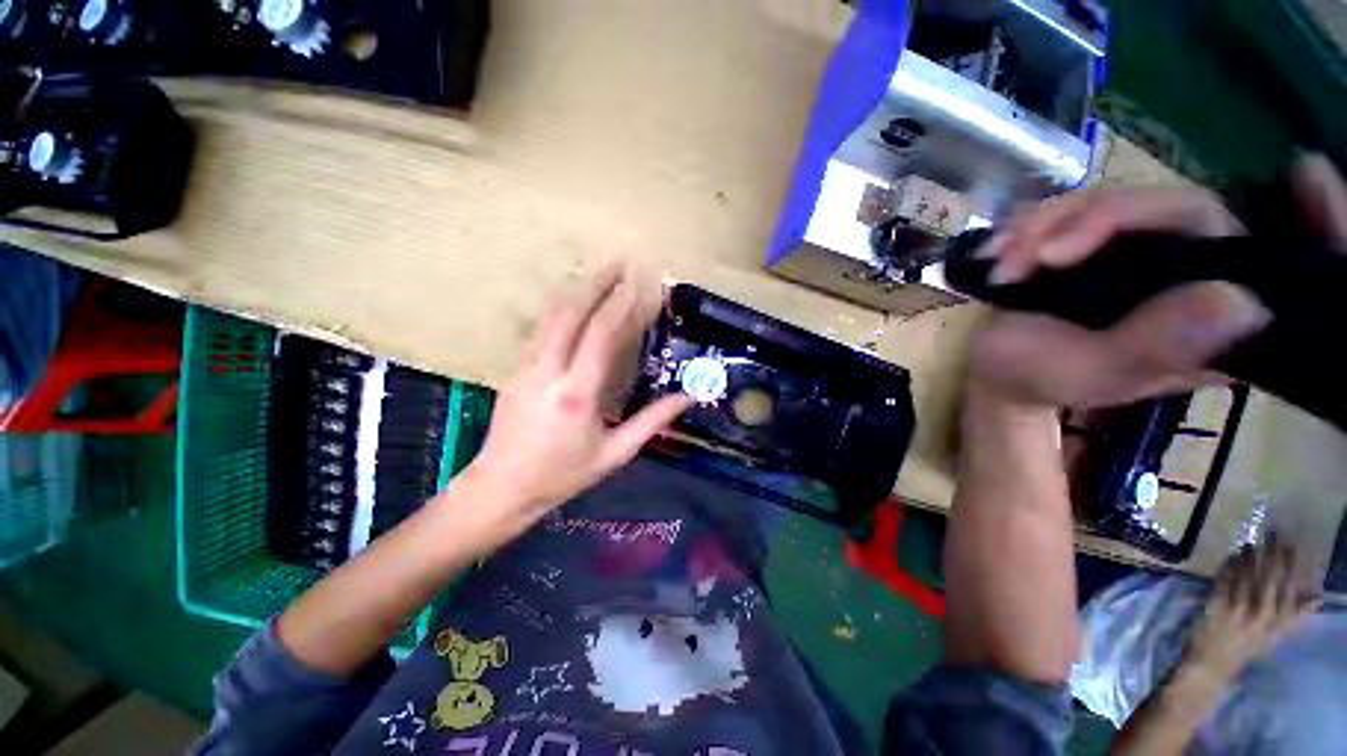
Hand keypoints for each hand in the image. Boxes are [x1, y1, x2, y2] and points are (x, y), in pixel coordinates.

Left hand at [460, 264, 691, 523]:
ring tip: (599, 276)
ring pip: (550, 317)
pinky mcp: (515, 370)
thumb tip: (688, 397)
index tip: (639, 283)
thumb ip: (652, 421)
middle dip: (596, 284)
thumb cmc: (562, 475)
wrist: (501, 487)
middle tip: (619, 263)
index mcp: (576, 393)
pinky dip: (562, 311)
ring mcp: (525, 368)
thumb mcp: (615, 453)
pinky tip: (575, 307)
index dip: (621, 304)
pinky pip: (542, 331)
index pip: (601, 335)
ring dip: (577, 292)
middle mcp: (547, 372)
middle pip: (570, 313)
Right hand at [969, 155, 1346, 408]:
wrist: (994, 368)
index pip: (1267, 256)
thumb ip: (1157, 345)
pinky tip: (997, 249)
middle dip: (1092, 222)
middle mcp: (1188, 275)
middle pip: (1170, 208)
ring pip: (1112, 200)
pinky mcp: (1096, 241)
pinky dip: (1028, 223)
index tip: (1310, 174)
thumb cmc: (1041, 379)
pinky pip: (1073, 206)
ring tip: (1000, 266)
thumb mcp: (1093, 373)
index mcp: (1210, 317)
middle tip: (1034, 258)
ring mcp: (1140, 252)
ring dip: (1043, 226)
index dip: (1312, 221)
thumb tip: (1240, 301)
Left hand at [1183, 540, 1320, 682]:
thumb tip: (1318, 597)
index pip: (1290, 588)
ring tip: (1254, 542)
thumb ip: (1296, 616)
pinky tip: (1233, 555)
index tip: (1294, 547)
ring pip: (1247, 575)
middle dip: (1274, 554)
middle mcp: (1261, 615)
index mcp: (1278, 622)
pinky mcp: (1216, 605)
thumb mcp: (1276, 634)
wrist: (1214, 661)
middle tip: (1275, 534)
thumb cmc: (1247, 646)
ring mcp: (1238, 610)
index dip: (1292, 565)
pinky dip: (1230, 565)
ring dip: (1251, 556)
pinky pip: (1225, 579)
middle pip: (1270, 578)